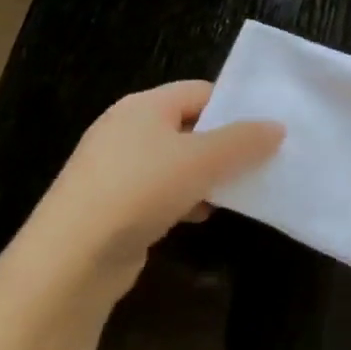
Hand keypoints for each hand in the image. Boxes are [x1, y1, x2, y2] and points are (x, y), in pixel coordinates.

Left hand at [7, 80, 283, 301]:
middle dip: (227, 144)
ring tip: (237, 192)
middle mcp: (126, 130)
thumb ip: (244, 140)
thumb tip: (278, 127)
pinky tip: (201, 216)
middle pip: (191, 126)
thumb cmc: (140, 190)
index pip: (201, 91)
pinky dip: (186, 199)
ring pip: (179, 162)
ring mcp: (116, 168)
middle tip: (262, 160)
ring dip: (209, 176)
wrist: (72, 258)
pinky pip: (162, 191)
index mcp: (143, 106)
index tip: (268, 129)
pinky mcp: (114, 203)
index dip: (236, 106)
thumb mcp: (203, 159)